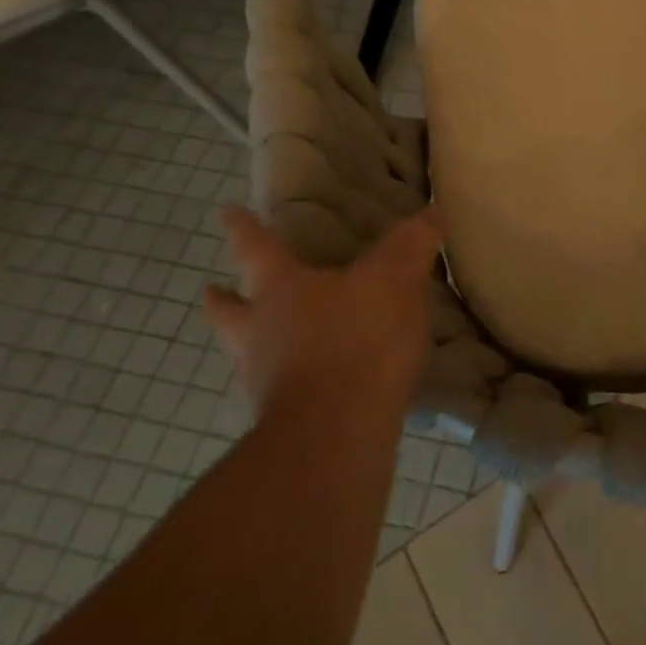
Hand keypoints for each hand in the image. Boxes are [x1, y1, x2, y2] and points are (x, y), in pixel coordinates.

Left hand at [204, 206, 441, 421]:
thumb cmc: (358, 339)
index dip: (243, 228)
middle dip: (223, 298)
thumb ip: (412, 244)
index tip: (226, 212)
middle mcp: (260, 333)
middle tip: (213, 289)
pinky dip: (288, 381)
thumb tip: (433, 210)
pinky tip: (311, 383)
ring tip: (264, 340)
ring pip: (246, 354)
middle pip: (229, 311)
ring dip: (251, 343)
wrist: (338, 434)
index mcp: (280, 290)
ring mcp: (267, 381)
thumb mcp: (395, 279)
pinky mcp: (285, 421)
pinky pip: (280, 390)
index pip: (257, 248)